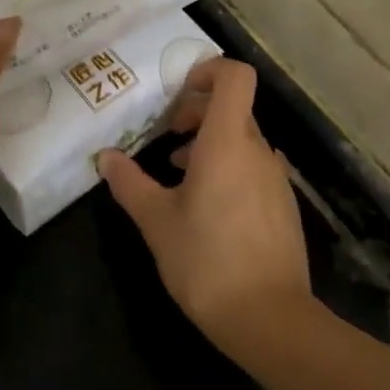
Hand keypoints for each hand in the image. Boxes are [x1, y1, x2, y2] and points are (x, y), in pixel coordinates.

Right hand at [98, 58, 311, 346]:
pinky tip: (207, 206)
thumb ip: (129, 183)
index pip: (236, 77)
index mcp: (228, 142)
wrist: (270, 319)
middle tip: (166, 134)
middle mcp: (258, 151)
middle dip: (198, 111)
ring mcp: (277, 178)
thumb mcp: (156, 222)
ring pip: (243, 140)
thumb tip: (106, 158)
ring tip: (178, 171)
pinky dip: (229, 168)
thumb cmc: (206, 261)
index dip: (209, 70)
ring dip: (210, 142)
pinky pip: (254, 168)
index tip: (178, 89)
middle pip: (234, 108)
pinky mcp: (284, 205)